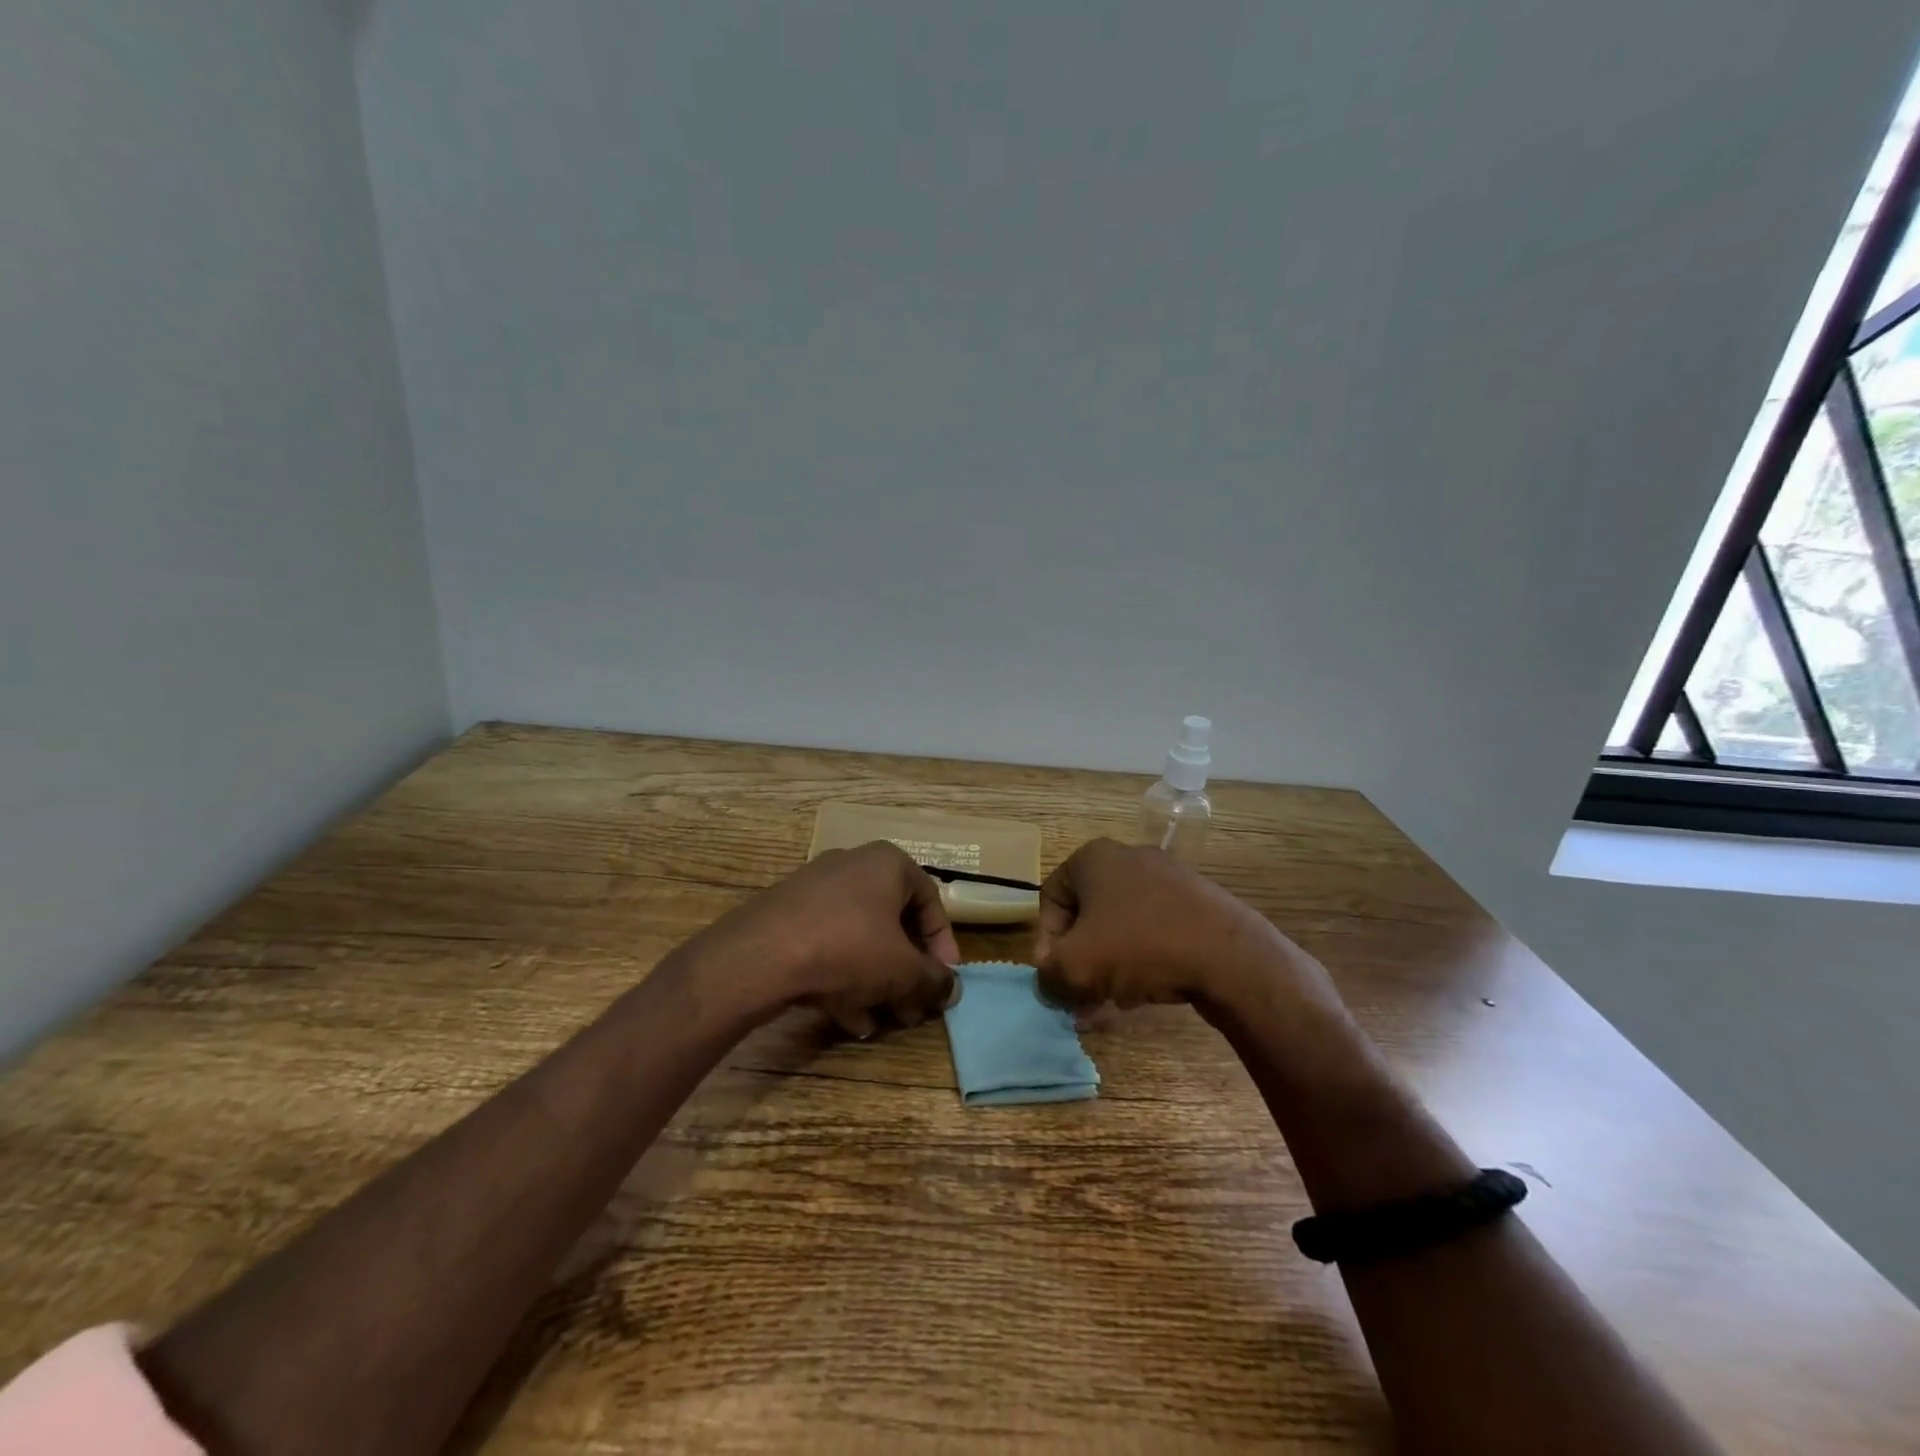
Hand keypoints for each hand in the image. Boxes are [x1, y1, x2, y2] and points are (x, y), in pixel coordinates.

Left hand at [702, 841, 959, 1037]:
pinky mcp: (786, 915)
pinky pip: (827, 944)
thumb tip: (952, 989)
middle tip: (912, 1009)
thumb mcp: (902, 970)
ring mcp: (814, 889)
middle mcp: (852, 866)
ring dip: (875, 983)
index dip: (943, 945)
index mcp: (887, 863)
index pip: (930, 901)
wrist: (757, 957)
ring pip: (859, 938)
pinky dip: (841, 977)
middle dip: (905, 973)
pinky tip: (845, 1018)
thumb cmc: (847, 949)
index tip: (944, 981)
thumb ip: (934, 980)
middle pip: (892, 923)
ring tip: (879, 1023)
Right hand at [1034, 839, 1327, 1019]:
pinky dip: (1143, 959)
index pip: (1051, 898)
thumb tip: (1049, 983)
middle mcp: (1129, 858)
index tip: (1057, 976)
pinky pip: (1154, 930)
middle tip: (1082, 995)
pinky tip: (1147, 992)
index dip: (1046, 941)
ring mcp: (1168, 878)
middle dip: (1081, 959)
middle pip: (1088, 915)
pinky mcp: (1197, 902)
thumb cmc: (1140, 947)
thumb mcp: (1076, 966)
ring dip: (1110, 965)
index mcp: (1094, 858)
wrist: (1230, 956)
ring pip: (1121, 926)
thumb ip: (1048, 975)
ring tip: (1114, 1001)